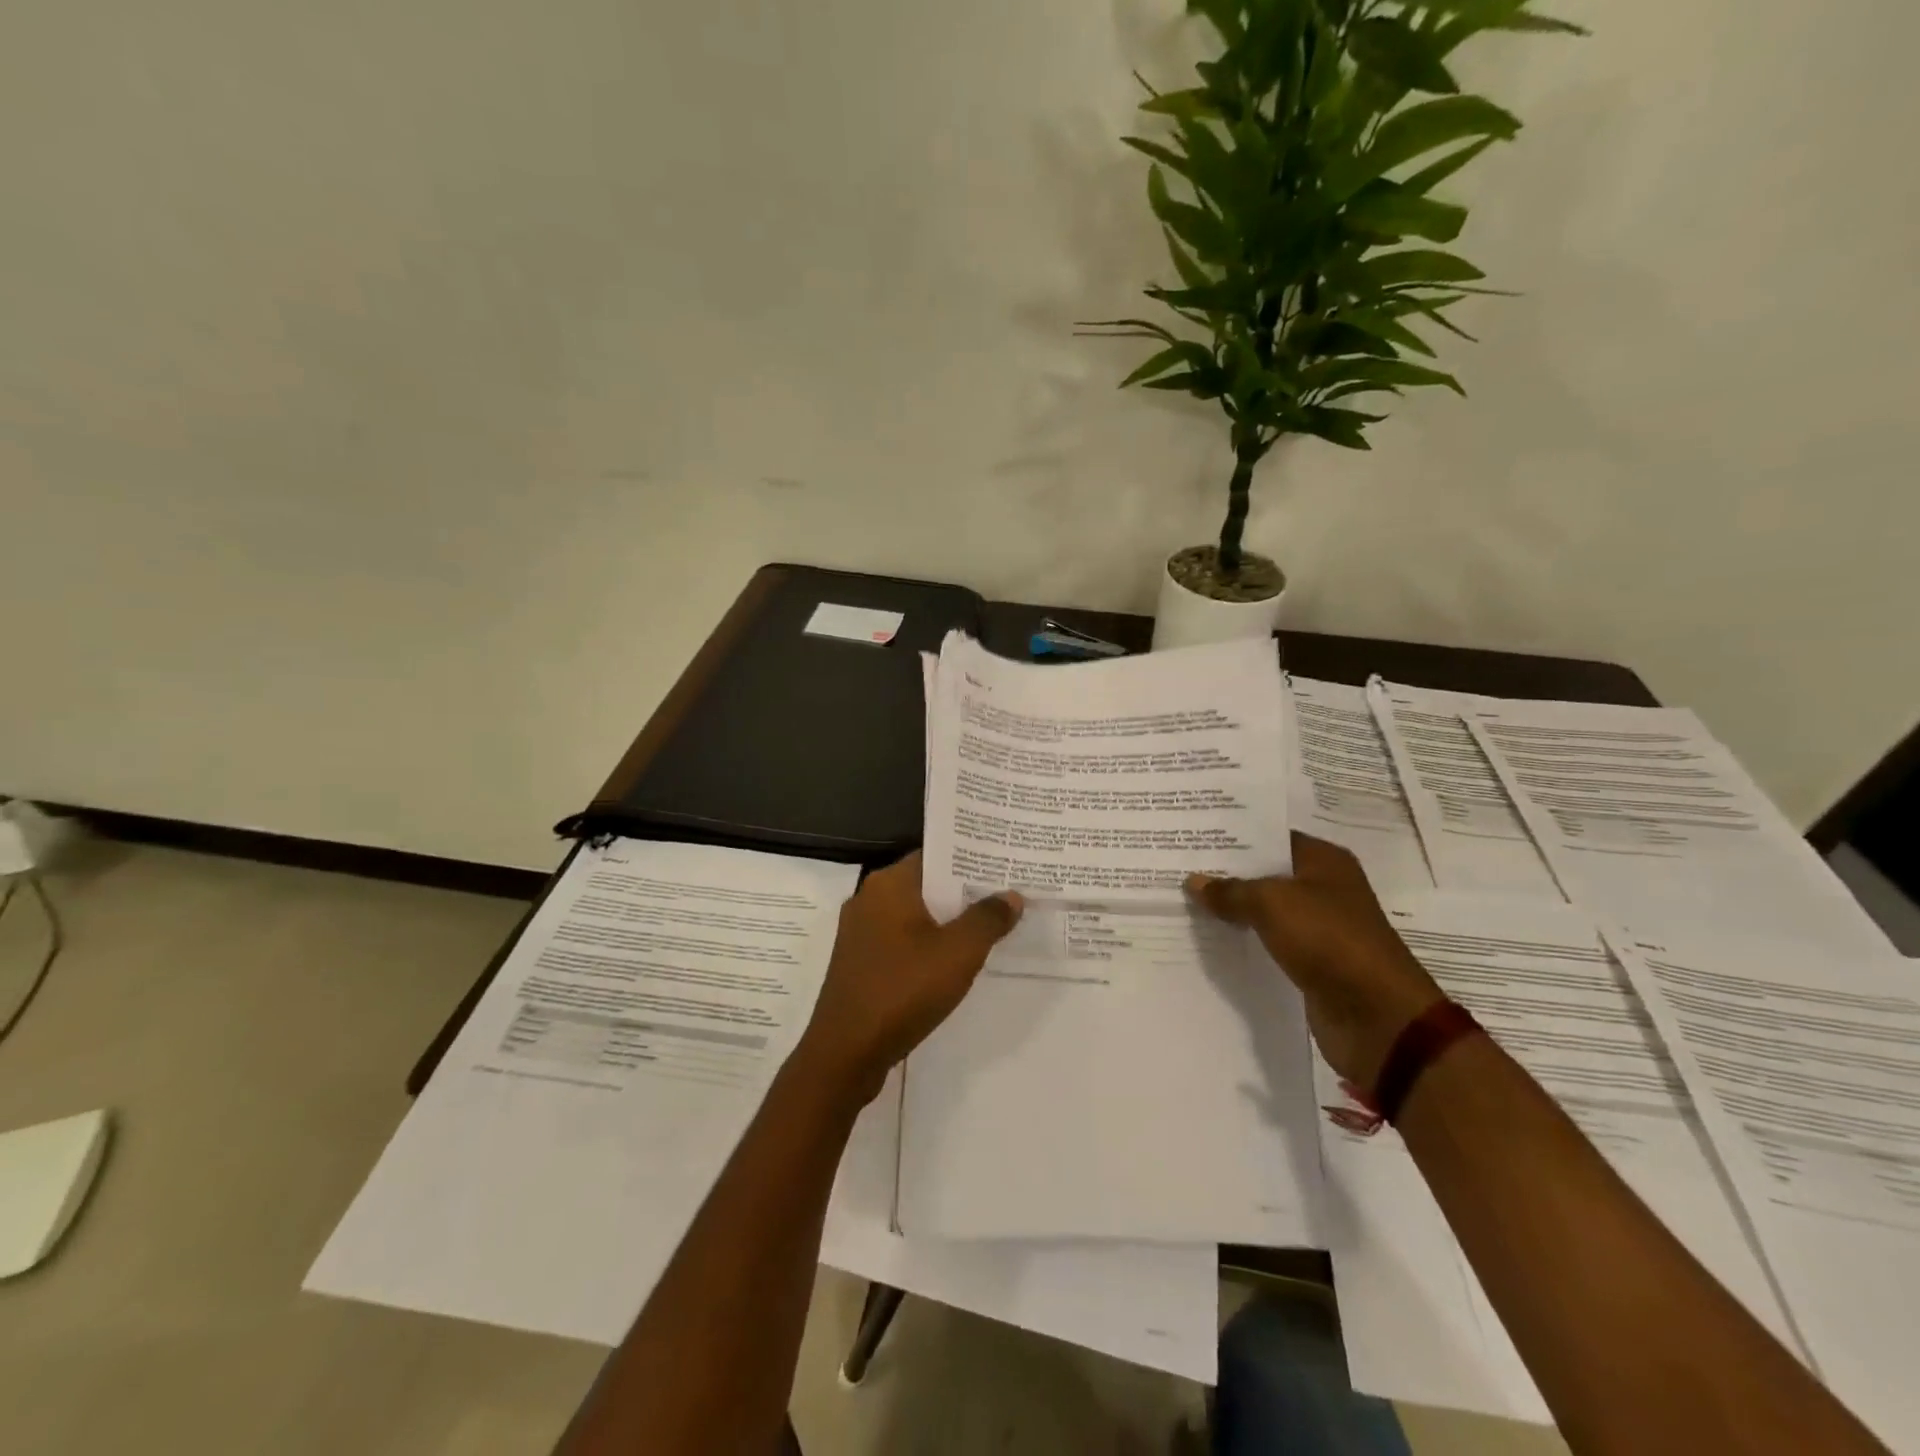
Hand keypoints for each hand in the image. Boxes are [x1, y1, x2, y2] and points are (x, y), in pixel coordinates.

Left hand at [794, 852, 1023, 1106]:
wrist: (845, 1053)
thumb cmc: (903, 990)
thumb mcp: (958, 953)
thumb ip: (988, 919)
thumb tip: (1011, 895)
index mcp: (889, 884)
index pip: (935, 855)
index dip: (970, 858)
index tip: (1003, 863)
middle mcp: (869, 898)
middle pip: (925, 884)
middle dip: (963, 891)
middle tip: (1006, 894)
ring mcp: (860, 932)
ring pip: (914, 914)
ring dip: (946, 920)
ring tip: (989, 925)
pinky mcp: (859, 962)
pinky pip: (901, 940)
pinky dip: (927, 943)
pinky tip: (953, 960)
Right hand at [1187, 833, 1443, 1089]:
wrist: (1376, 1016)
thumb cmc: (1328, 940)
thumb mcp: (1271, 904)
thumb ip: (1230, 891)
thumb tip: (1194, 881)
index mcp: (1324, 861)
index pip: (1271, 837)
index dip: (1233, 837)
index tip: (1193, 835)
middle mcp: (1323, 888)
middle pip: (1266, 873)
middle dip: (1226, 873)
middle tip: (1178, 866)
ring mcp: (1319, 927)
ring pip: (1265, 910)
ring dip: (1232, 909)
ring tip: (1184, 900)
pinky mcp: (1311, 962)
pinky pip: (1269, 942)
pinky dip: (1244, 940)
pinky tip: (1209, 938)